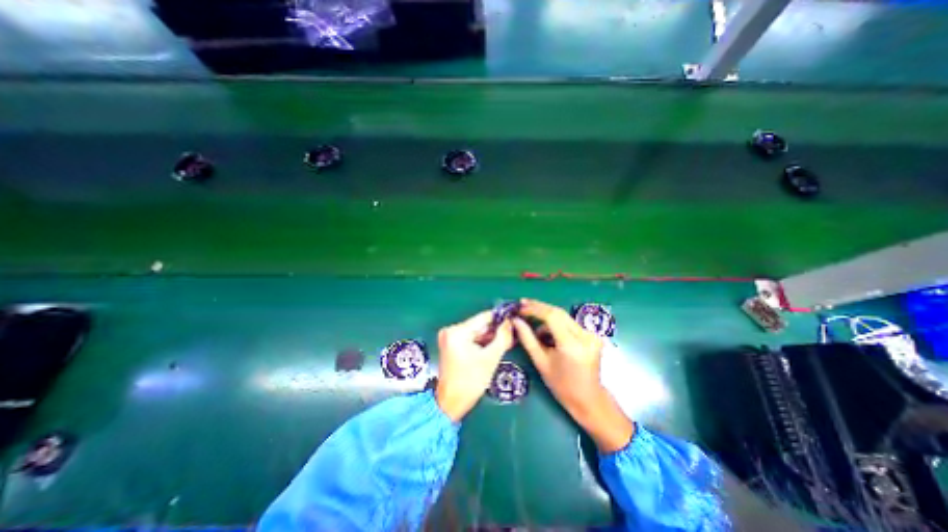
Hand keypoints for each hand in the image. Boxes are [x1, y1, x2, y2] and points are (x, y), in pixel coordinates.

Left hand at [434, 309, 510, 422]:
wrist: (451, 403)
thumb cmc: (471, 382)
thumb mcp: (490, 358)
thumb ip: (502, 337)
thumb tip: (509, 322)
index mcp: (457, 331)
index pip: (483, 317)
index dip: (500, 319)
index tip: (513, 321)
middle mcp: (450, 330)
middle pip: (479, 325)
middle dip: (496, 330)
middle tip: (512, 335)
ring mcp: (449, 337)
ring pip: (476, 332)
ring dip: (490, 337)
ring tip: (507, 342)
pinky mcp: (450, 344)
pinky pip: (470, 338)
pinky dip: (482, 342)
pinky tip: (494, 347)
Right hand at [516, 297, 631, 449]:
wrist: (589, 399)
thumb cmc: (561, 385)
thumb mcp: (541, 362)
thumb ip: (527, 339)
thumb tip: (515, 320)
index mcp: (572, 345)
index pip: (552, 317)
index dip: (534, 309)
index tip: (520, 307)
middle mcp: (585, 336)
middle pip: (558, 313)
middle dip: (539, 308)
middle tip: (523, 306)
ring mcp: (592, 334)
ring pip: (563, 317)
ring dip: (547, 319)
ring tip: (535, 332)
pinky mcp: (593, 335)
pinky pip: (569, 323)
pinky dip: (556, 325)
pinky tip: (548, 336)